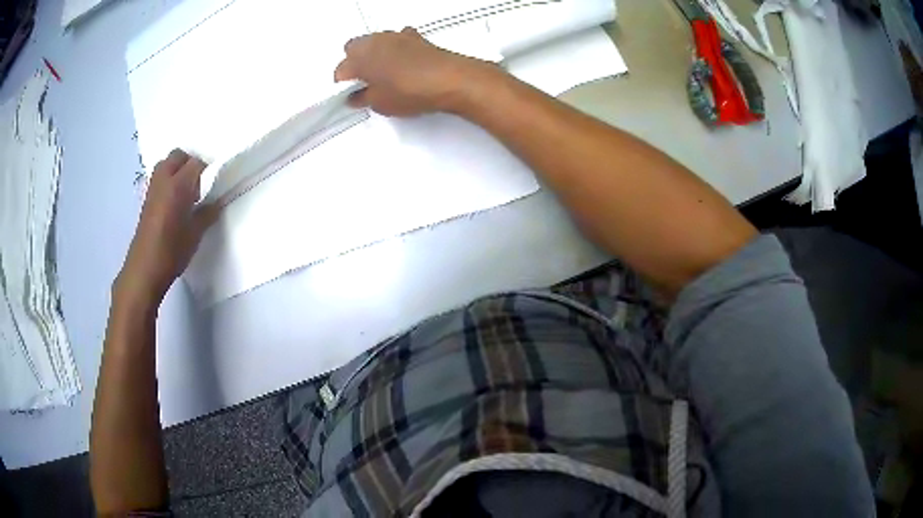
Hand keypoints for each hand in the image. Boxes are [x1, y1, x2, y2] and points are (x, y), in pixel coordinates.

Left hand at [115, 149, 219, 307]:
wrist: (145, 269)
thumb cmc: (172, 252)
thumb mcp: (195, 235)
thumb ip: (207, 214)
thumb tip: (216, 203)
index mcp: (178, 186)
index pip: (196, 163)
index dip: (207, 171)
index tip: (213, 185)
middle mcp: (163, 181)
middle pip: (178, 156)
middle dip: (189, 164)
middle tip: (198, 184)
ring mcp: (152, 189)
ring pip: (166, 165)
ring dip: (177, 170)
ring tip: (185, 192)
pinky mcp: (146, 200)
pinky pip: (159, 179)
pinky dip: (168, 182)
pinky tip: (174, 203)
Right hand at [334, 28, 494, 115]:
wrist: (450, 80)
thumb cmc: (410, 91)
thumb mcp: (380, 103)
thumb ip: (363, 98)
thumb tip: (356, 97)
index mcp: (359, 57)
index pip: (341, 70)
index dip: (343, 84)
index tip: (350, 95)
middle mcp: (374, 42)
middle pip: (353, 48)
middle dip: (354, 62)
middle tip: (363, 82)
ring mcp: (395, 36)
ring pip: (374, 42)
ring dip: (374, 54)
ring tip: (383, 74)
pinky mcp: (415, 37)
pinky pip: (397, 40)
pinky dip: (395, 49)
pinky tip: (403, 63)